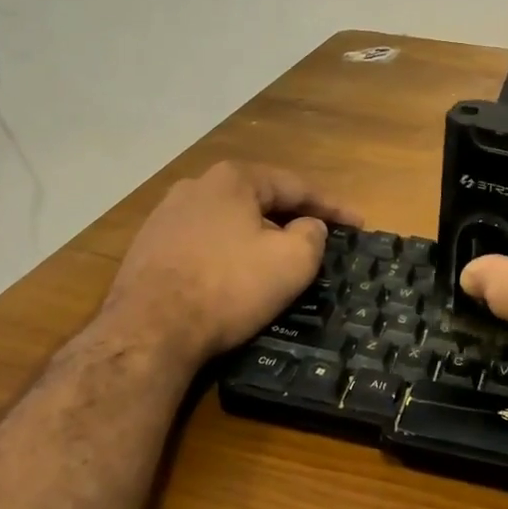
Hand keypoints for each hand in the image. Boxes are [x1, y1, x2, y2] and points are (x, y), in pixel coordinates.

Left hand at [101, 161, 358, 373]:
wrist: (148, 330)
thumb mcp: (292, 261)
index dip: (333, 207)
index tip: (359, 225)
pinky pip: (203, 242)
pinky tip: (234, 274)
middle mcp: (197, 186)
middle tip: (322, 238)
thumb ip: (312, 234)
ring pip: (229, 220)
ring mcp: (166, 215)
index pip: (296, 186)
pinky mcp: (148, 246)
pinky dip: (227, 253)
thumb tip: (308, 226)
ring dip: (258, 235)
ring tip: (279, 256)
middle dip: (293, 217)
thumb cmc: (228, 287)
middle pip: (260, 199)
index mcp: (234, 178)